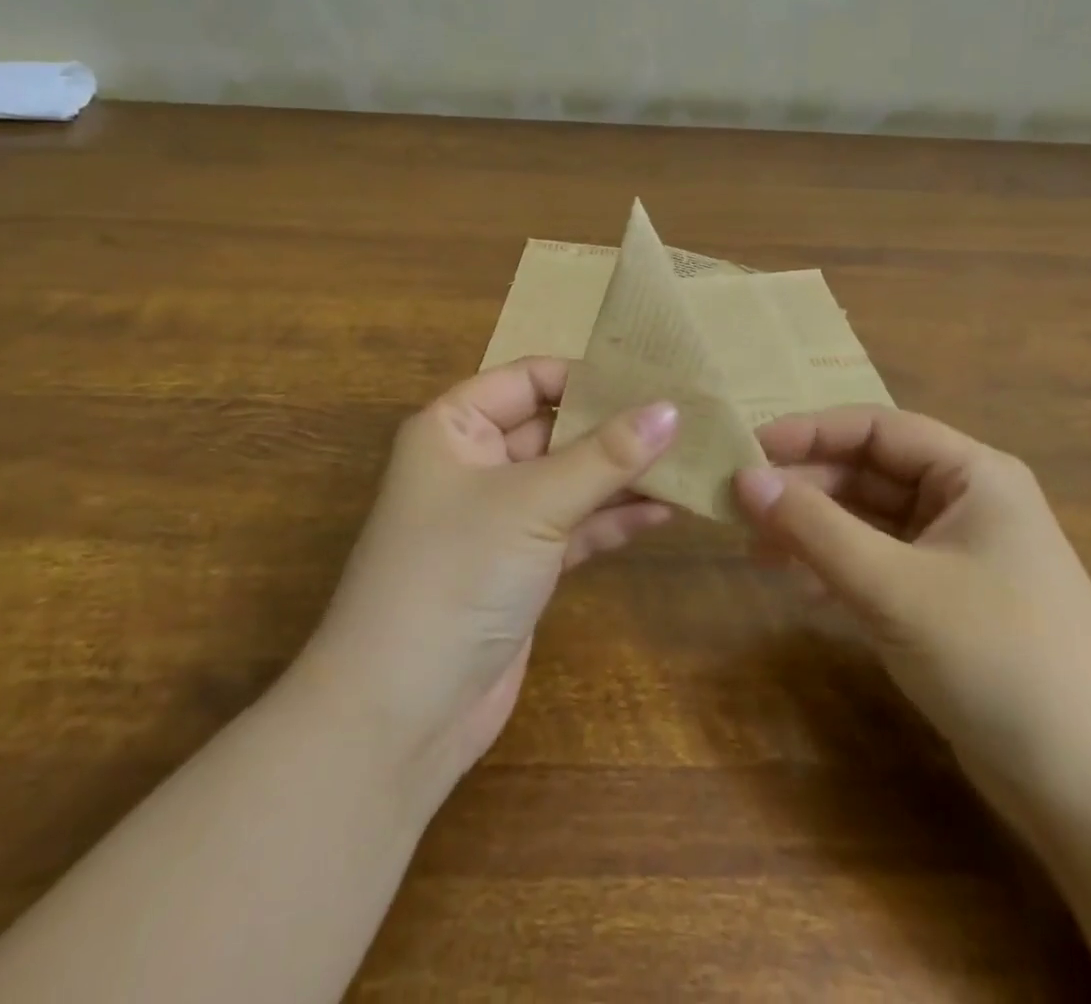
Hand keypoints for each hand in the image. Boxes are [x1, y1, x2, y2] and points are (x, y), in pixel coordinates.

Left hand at [305, 358, 677, 792]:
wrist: (401, 714)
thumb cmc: (456, 574)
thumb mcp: (534, 503)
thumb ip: (605, 456)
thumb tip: (671, 409)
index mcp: (454, 427)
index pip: (529, 378)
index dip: (587, 376)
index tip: (653, 380)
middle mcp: (474, 463)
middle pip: (555, 427)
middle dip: (615, 427)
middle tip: (686, 419)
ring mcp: (499, 518)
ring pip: (570, 479)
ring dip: (622, 475)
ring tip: (689, 461)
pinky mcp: (521, 566)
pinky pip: (575, 527)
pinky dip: (614, 519)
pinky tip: (665, 510)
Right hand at [735, 406, 1090, 828]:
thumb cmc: (999, 660)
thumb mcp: (894, 586)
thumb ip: (813, 528)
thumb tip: (743, 478)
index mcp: (973, 475)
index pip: (876, 429)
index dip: (809, 432)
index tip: (747, 449)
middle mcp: (966, 503)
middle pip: (868, 474)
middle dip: (805, 488)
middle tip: (740, 507)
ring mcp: (956, 556)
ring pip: (868, 521)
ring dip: (814, 530)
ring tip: (756, 549)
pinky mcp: (945, 603)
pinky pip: (877, 564)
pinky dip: (835, 568)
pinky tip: (796, 585)